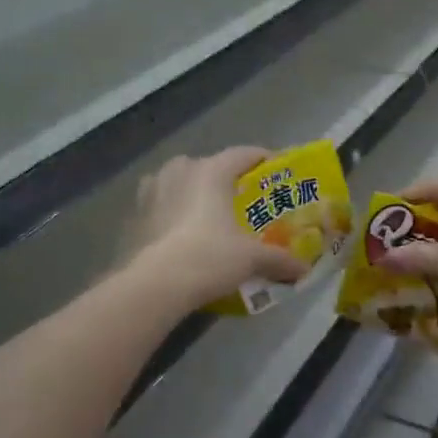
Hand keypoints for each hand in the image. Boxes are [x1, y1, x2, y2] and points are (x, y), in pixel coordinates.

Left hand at [124, 147, 308, 309]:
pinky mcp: (134, 214)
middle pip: (208, 166)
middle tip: (239, 199)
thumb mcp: (252, 259)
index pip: (242, 154)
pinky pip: (159, 205)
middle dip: (224, 179)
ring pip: (178, 182)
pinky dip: (171, 212)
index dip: (261, 158)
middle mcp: (180, 171)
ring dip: (192, 192)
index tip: (275, 167)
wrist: (156, 283)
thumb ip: (279, 260)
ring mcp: (151, 190)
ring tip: (206, 214)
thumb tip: (303, 270)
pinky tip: (180, 232)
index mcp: (211, 171)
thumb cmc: (210, 257)